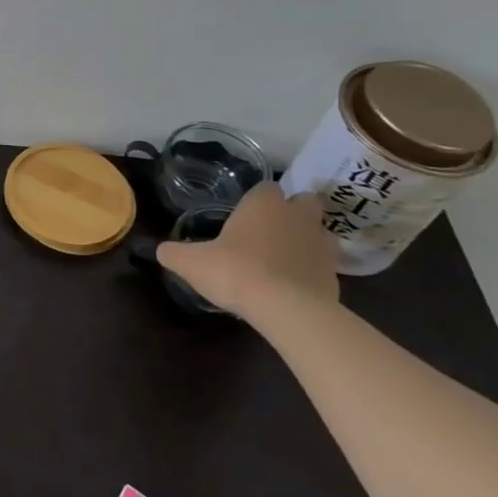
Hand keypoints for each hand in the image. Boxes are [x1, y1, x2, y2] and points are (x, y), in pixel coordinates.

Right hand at [157, 184, 339, 317]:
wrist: (286, 309)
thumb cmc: (235, 271)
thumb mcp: (190, 262)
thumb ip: (173, 252)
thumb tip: (162, 250)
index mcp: (264, 204)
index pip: (266, 187)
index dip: (257, 199)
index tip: (244, 215)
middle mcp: (297, 217)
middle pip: (304, 202)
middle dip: (291, 211)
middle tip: (269, 229)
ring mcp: (322, 245)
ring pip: (318, 232)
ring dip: (304, 240)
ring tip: (281, 257)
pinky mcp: (335, 275)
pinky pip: (323, 264)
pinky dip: (310, 270)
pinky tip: (291, 285)